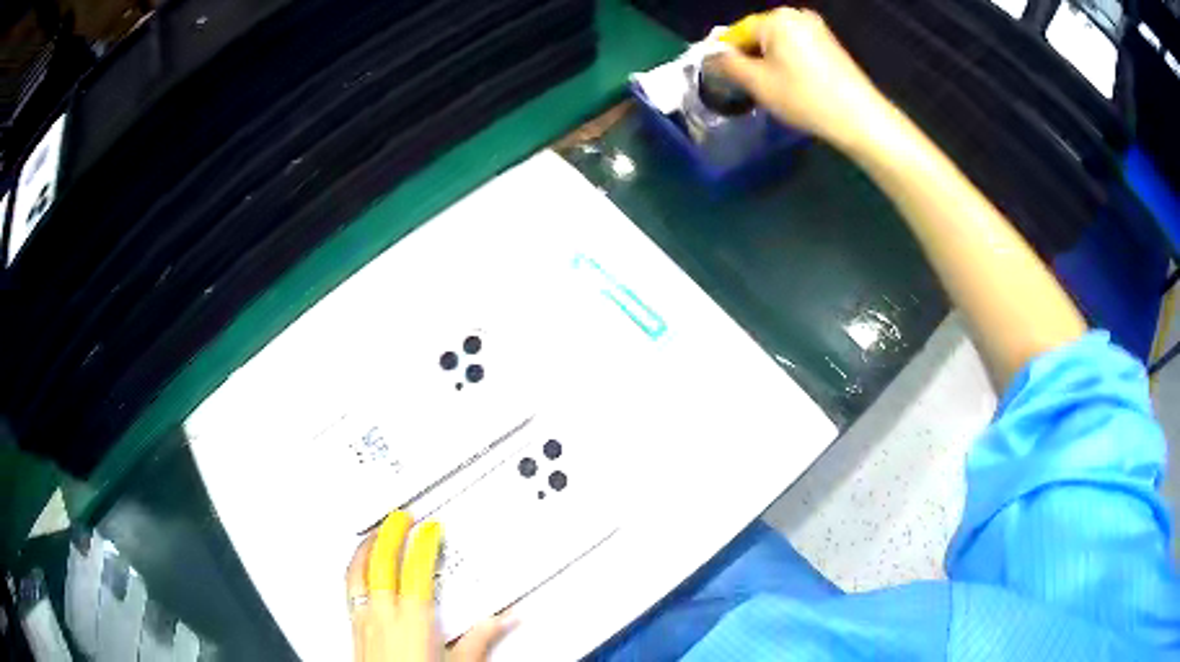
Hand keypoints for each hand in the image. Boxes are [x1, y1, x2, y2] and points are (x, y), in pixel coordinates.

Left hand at [346, 511, 513, 661]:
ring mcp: (364, 621)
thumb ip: (479, 640)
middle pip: (380, 563)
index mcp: (413, 622)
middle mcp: (383, 616)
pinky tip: (358, 570)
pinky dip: (354, 570)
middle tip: (399, 518)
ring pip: (357, 573)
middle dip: (389, 535)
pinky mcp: (354, 630)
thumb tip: (503, 619)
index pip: (415, 571)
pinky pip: (349, 589)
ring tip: (374, 534)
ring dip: (366, 548)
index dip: (422, 546)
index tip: (429, 530)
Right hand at [718, 8, 885, 148]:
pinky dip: (788, 64)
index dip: (725, 56)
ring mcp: (817, 29)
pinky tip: (793, 86)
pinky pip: (797, 49)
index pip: (736, 33)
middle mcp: (796, 15)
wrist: (860, 118)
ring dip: (768, 63)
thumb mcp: (757, 82)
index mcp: (776, 18)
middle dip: (749, 59)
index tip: (722, 79)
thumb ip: (727, 65)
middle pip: (758, 36)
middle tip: (748, 88)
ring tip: (772, 90)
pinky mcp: (831, 45)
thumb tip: (710, 58)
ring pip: (778, 44)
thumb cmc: (804, 97)